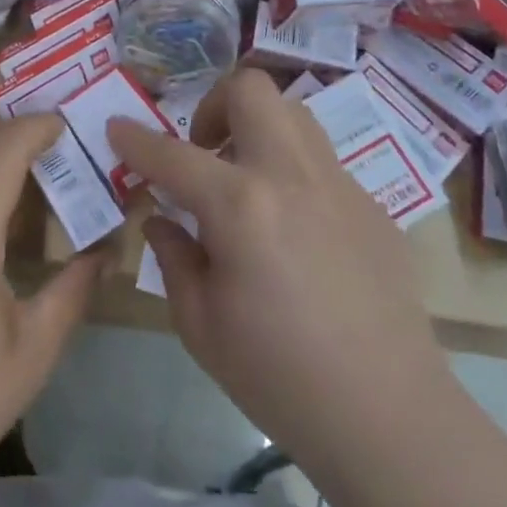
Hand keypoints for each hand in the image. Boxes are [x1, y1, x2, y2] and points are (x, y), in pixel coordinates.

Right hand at [107, 70, 451, 473]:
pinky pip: (322, 162)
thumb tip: (163, 220)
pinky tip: (292, 229)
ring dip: (258, 128)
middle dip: (214, 103)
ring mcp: (339, 184)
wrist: (389, 416)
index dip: (135, 138)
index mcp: (241, 205)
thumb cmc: (279, 377)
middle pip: (251, 90)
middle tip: (202, 150)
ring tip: (245, 180)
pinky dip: (292, 172)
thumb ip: (175, 257)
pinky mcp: (372, 206)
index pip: (172, 154)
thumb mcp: (200, 325)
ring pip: (294, 114)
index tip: (117, 127)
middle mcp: (291, 175)